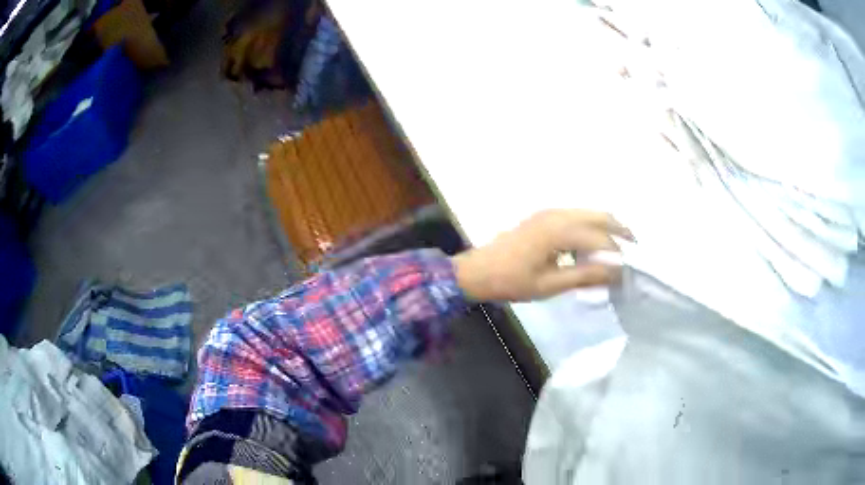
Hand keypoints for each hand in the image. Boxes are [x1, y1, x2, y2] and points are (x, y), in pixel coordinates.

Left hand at [452, 209, 632, 301]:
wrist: (478, 271)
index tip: (630, 271)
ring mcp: (550, 212)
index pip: (600, 239)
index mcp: (559, 231)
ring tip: (618, 250)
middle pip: (600, 216)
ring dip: (607, 228)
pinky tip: (593, 247)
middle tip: (635, 250)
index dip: (618, 255)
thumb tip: (615, 272)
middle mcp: (557, 214)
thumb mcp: (550, 285)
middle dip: (620, 231)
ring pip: (589, 213)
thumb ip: (584, 276)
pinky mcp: (544, 216)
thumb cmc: (511, 281)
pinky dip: (591, 227)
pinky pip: (577, 216)